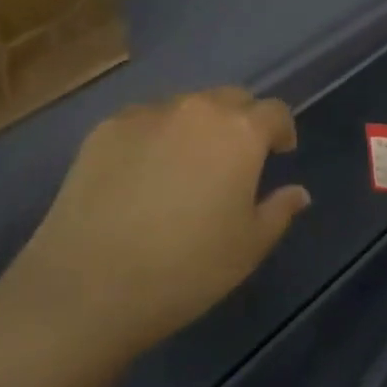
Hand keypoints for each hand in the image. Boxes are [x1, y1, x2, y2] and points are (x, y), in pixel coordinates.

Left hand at [0, 87, 309, 361]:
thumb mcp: (248, 248)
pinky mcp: (106, 129)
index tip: (280, 153)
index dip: (282, 130)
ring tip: (185, 166)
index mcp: (240, 133)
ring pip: (186, 107)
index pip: (275, 112)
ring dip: (197, 127)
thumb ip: (279, 211)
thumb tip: (298, 192)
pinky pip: (145, 121)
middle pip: (231, 99)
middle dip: (241, 122)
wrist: (87, 287)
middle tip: (235, 159)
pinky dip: (155, 136)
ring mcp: (147, 114)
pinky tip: (142, 174)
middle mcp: (197, 110)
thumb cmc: (185, 270)